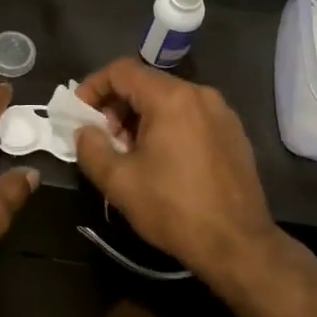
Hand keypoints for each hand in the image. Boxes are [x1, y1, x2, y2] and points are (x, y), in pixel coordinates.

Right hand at [72, 58, 275, 276]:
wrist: (237, 245)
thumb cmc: (173, 208)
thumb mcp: (118, 181)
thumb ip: (91, 148)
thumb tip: (85, 131)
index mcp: (171, 98)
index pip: (122, 71)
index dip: (93, 86)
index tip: (79, 113)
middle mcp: (200, 95)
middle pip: (147, 84)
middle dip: (117, 106)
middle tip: (103, 138)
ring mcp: (222, 113)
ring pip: (169, 100)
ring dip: (141, 117)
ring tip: (130, 153)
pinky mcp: (234, 134)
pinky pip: (191, 116)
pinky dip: (168, 126)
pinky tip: (162, 160)